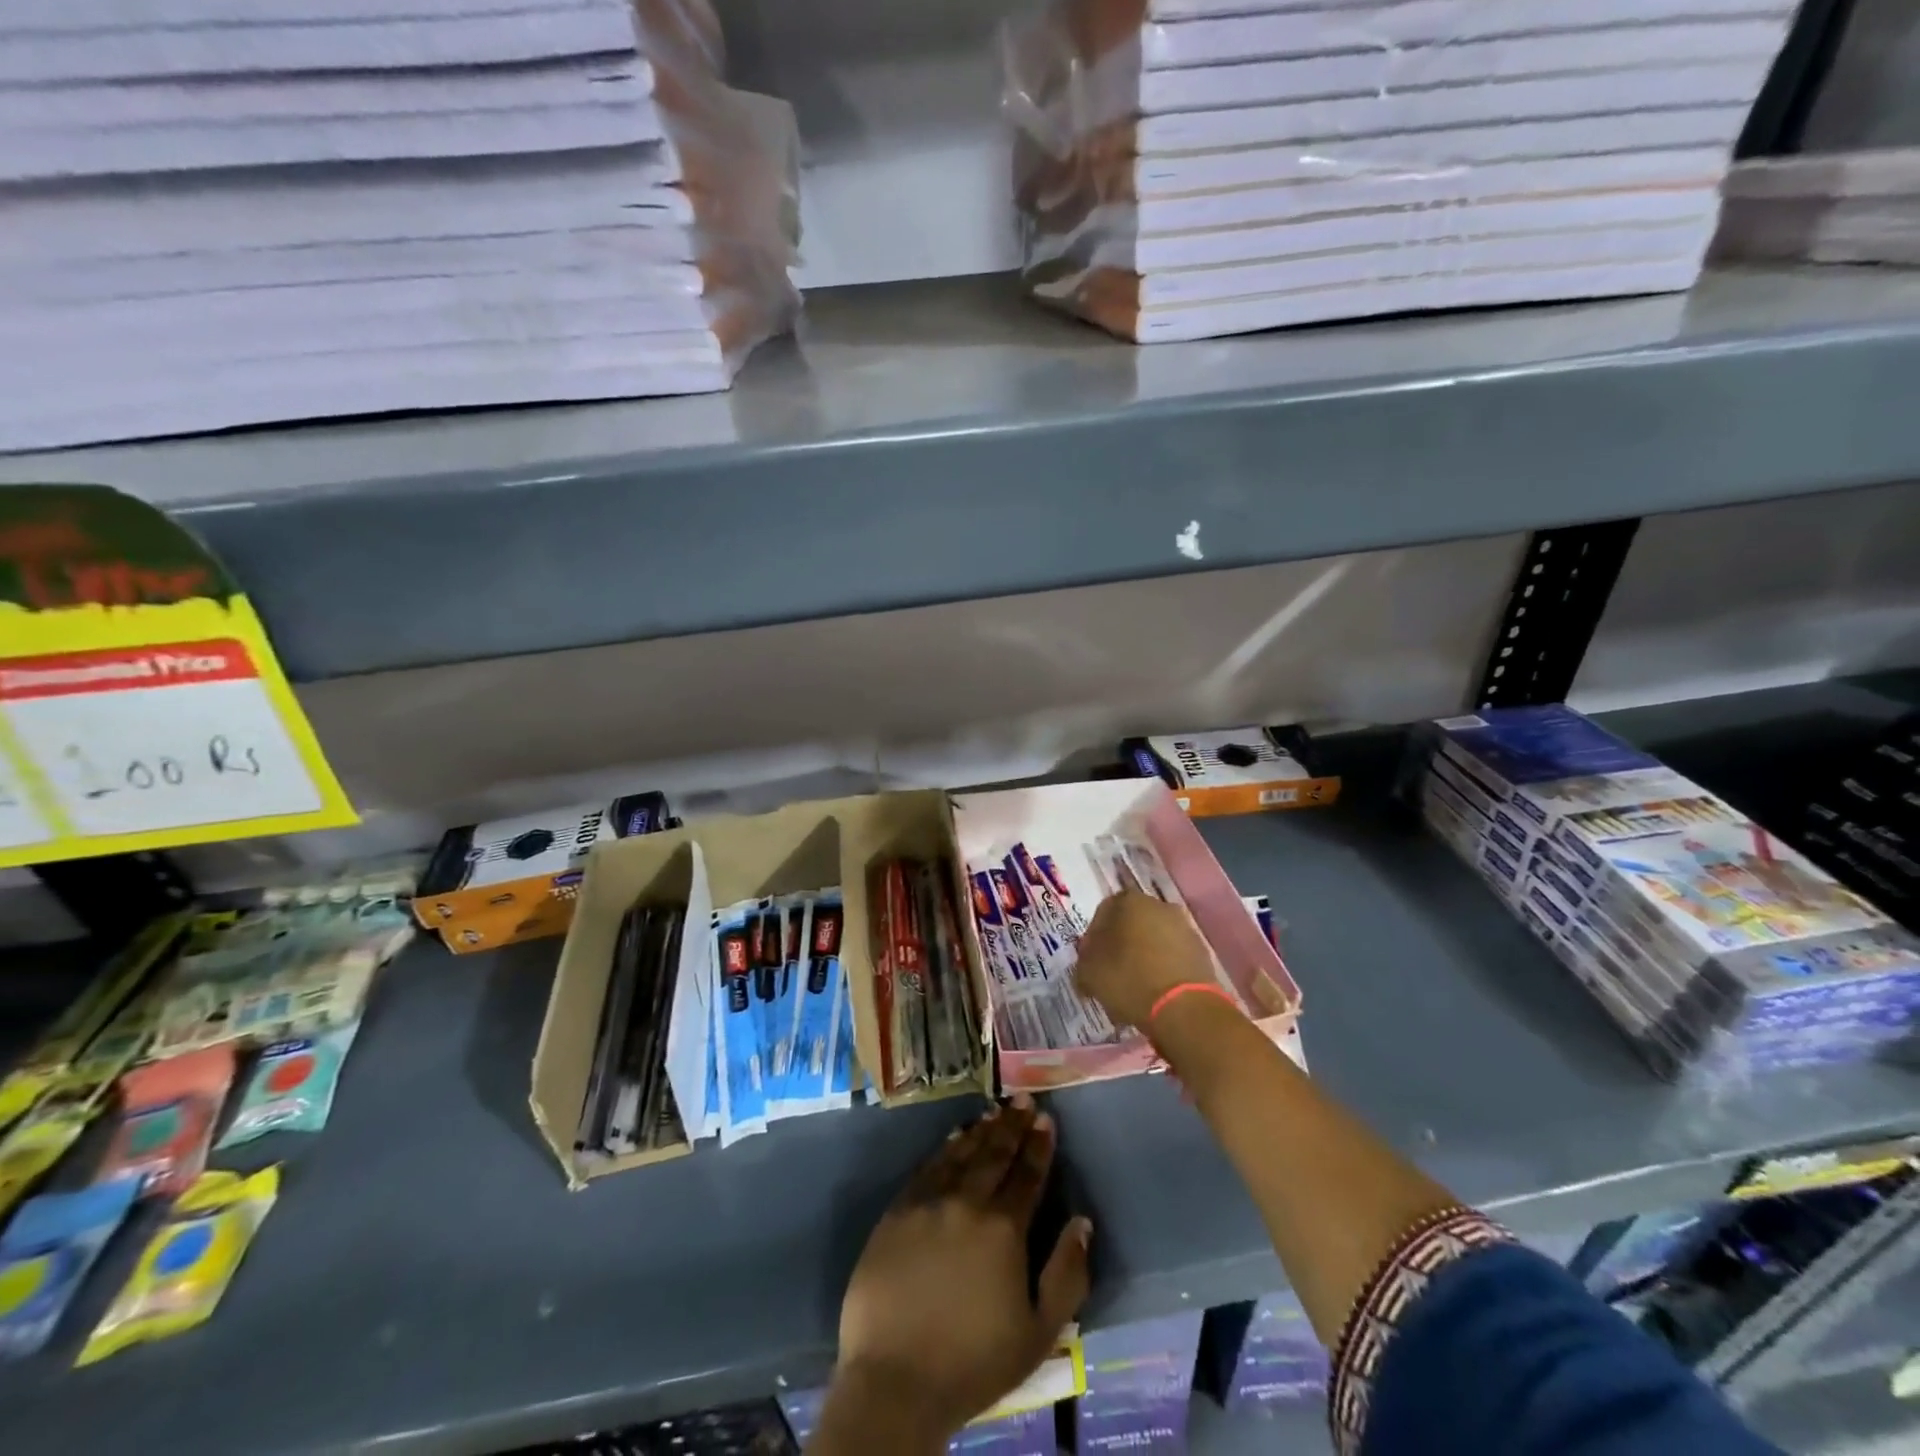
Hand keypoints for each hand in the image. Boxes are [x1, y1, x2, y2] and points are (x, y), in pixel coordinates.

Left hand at [833, 1096, 1091, 1438]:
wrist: (895, 1380)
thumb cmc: (973, 1363)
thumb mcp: (1038, 1333)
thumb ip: (1066, 1274)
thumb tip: (1082, 1223)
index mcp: (1004, 1228)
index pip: (1027, 1175)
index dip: (1038, 1145)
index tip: (1045, 1118)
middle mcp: (967, 1202)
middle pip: (994, 1154)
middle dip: (1012, 1125)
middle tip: (1022, 1098)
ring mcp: (928, 1202)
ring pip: (960, 1153)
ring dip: (981, 1130)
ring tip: (994, 1111)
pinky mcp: (897, 1210)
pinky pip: (927, 1167)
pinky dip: (945, 1148)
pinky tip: (954, 1138)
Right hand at [1072, 888, 1215, 1029]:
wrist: (1184, 1008)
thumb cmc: (1129, 980)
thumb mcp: (1089, 972)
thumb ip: (1084, 960)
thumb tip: (1089, 960)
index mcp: (1128, 901)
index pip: (1102, 913)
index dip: (1093, 939)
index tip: (1090, 962)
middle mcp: (1158, 905)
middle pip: (1130, 924)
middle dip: (1120, 945)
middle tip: (1110, 972)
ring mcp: (1184, 927)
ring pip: (1153, 939)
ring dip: (1143, 956)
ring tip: (1134, 986)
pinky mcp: (1201, 951)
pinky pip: (1173, 956)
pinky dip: (1162, 968)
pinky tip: (1155, 991)